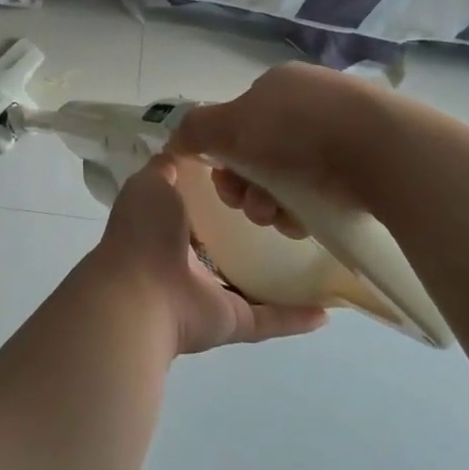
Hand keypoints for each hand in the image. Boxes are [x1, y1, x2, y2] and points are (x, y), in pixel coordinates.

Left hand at [91, 155, 326, 355]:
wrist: (140, 294)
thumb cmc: (144, 232)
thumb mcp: (150, 184)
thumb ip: (166, 168)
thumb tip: (181, 148)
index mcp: (168, 227)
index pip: (201, 207)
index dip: (225, 190)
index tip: (261, 171)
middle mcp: (188, 261)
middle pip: (229, 244)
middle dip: (256, 229)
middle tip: (296, 207)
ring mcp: (211, 295)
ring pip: (252, 282)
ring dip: (281, 273)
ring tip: (318, 254)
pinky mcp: (232, 321)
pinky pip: (270, 318)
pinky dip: (296, 317)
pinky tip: (328, 308)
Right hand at [166, 64, 388, 238]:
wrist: (381, 151)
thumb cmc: (296, 129)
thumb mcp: (231, 123)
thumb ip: (195, 129)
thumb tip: (176, 140)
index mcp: (278, 87)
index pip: (237, 123)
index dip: (223, 156)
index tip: (222, 181)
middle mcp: (307, 105)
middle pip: (258, 155)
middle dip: (245, 186)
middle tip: (249, 205)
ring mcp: (339, 135)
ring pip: (286, 179)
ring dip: (269, 203)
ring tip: (278, 216)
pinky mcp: (364, 167)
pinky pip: (318, 193)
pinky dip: (302, 210)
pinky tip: (303, 221)